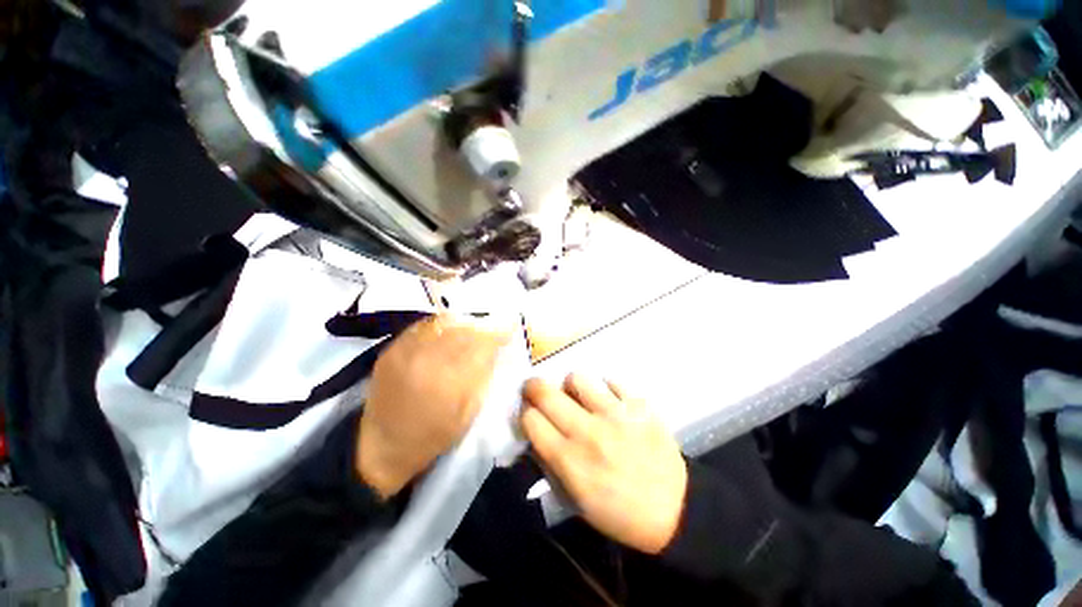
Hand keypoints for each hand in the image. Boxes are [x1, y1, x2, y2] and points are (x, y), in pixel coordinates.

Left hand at [357, 314, 510, 498]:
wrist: (382, 445)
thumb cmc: (433, 435)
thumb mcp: (468, 412)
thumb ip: (482, 377)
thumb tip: (494, 350)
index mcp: (450, 380)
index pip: (482, 344)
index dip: (499, 333)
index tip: (510, 327)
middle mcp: (428, 360)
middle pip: (464, 329)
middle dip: (483, 326)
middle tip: (492, 328)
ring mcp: (406, 352)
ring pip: (443, 323)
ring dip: (463, 323)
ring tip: (471, 328)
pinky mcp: (391, 349)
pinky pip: (423, 326)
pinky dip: (440, 326)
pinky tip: (447, 332)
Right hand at [521, 375, 688, 554]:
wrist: (675, 509)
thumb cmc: (619, 512)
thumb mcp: (576, 499)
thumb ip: (551, 462)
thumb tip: (537, 432)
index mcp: (569, 460)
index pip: (531, 420)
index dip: (525, 414)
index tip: (529, 414)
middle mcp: (587, 431)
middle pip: (546, 393)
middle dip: (533, 387)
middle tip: (536, 389)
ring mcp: (615, 413)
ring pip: (577, 378)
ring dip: (571, 385)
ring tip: (578, 395)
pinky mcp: (638, 404)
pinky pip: (611, 381)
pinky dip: (605, 388)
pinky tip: (610, 401)